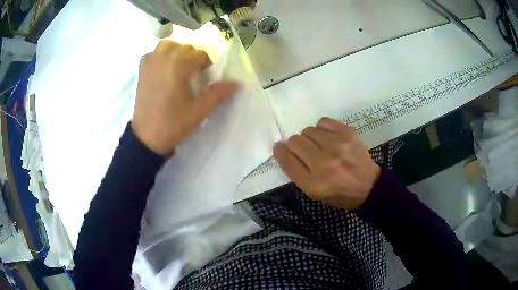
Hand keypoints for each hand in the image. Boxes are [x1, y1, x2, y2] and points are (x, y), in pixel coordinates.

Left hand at [132, 40, 237, 155]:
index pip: (199, 55)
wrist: (147, 138)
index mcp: (178, 66)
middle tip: (194, 74)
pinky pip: (152, 54)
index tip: (206, 77)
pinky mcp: (142, 71)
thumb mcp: (199, 111)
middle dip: (193, 57)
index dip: (206, 65)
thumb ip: (218, 94)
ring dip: (176, 51)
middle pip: (185, 48)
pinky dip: (160, 56)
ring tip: (179, 66)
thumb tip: (235, 83)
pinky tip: (163, 69)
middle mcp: (163, 59)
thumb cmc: (173, 124)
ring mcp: (150, 64)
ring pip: (167, 45)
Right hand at [273, 117, 380, 209]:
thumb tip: (281, 148)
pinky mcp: (348, 134)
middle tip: (307, 152)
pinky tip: (329, 138)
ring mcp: (338, 146)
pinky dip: (322, 129)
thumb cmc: (338, 192)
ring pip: (308, 130)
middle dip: (296, 146)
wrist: (368, 186)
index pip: (287, 160)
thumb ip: (295, 172)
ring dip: (310, 138)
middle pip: (295, 141)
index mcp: (314, 184)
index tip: (280, 148)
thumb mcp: (313, 192)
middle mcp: (324, 164)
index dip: (280, 152)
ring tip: (321, 146)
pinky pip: (323, 122)